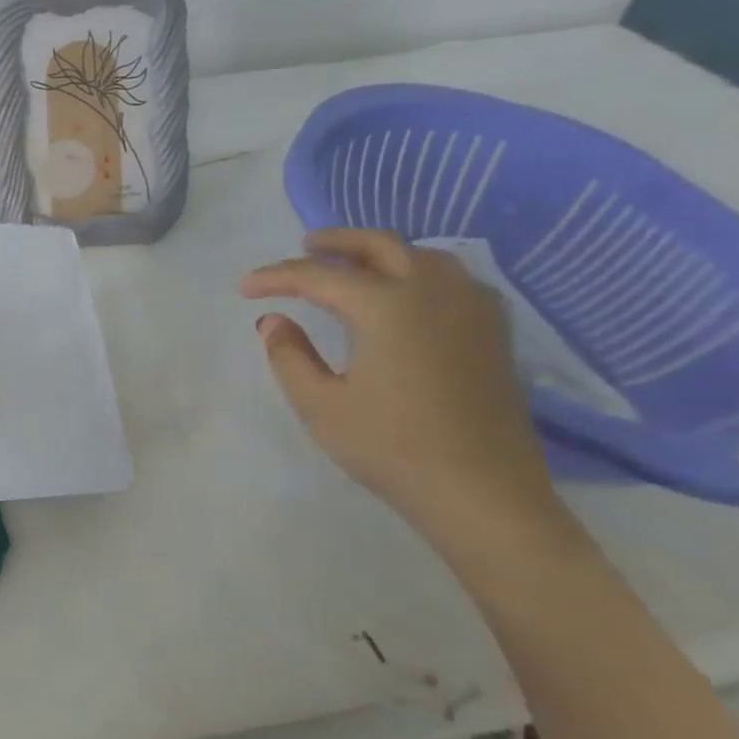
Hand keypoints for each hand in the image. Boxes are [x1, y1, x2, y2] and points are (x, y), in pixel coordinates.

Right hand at [242, 229, 560, 549]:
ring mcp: (470, 309)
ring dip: (381, 252)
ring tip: (353, 265)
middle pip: (378, 244)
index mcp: (384, 305)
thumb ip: (288, 355)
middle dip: (335, 242)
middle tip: (304, 248)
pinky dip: (421, 272)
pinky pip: (454, 279)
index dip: (275, 277)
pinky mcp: (493, 332)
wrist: (484, 496)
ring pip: (421, 255)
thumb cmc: (392, 448)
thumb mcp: (320, 405)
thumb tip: (273, 321)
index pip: (316, 275)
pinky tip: (409, 294)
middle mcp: (430, 291)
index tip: (245, 288)